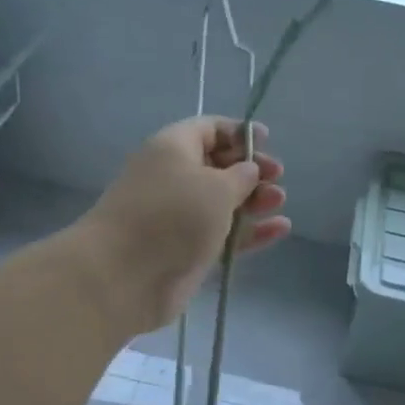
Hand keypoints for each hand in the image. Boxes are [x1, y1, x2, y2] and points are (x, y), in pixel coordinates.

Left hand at [76, 117, 289, 333]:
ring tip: (279, 202)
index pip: (208, 129)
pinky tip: (280, 229)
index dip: (238, 132)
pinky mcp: (187, 249)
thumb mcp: (216, 186)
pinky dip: (250, 231)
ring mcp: (180, 216)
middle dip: (250, 169)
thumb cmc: (172, 216)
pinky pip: (224, 233)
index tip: (266, 141)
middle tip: (277, 178)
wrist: (124, 274)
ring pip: (223, 202)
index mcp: (173, 148)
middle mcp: (174, 177)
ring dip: (254, 200)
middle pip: (218, 166)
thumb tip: (249, 171)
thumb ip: (241, 176)